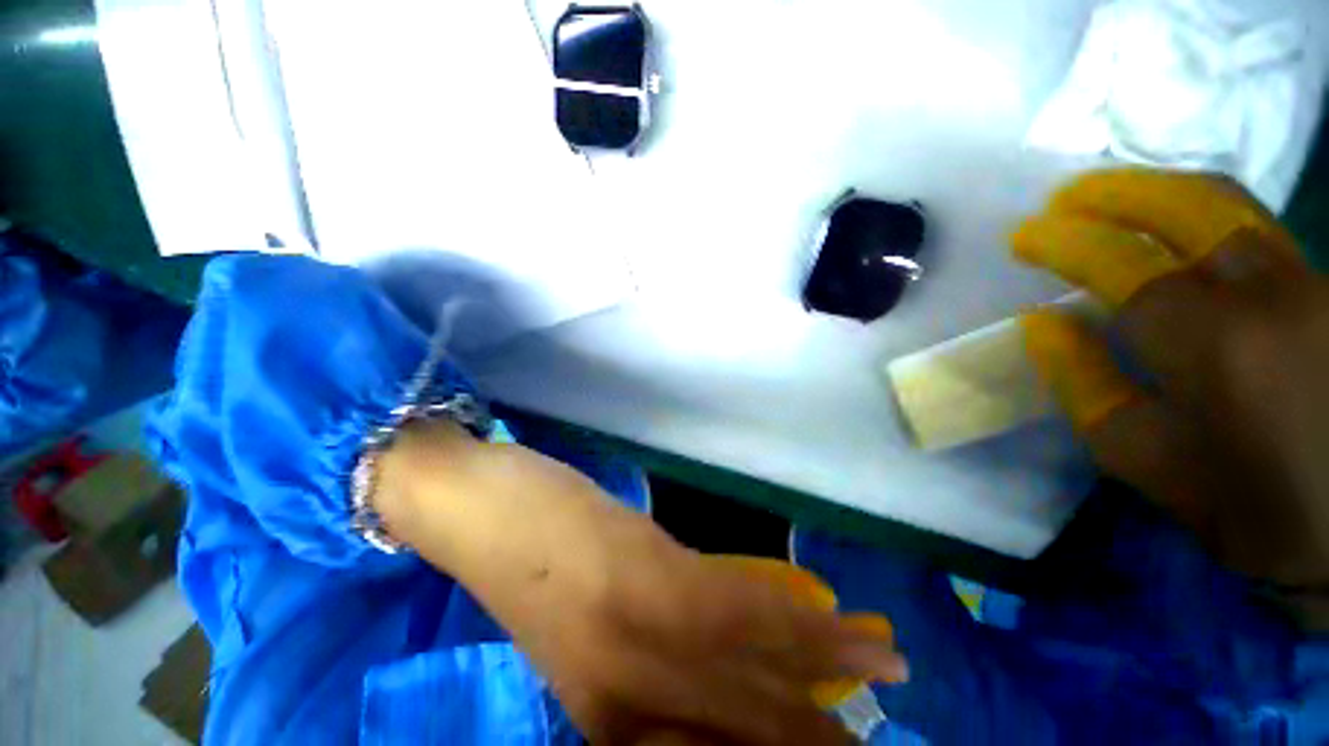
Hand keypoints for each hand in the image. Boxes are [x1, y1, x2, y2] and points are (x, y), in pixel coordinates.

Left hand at [376, 420, 906, 743]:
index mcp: (604, 714)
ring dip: (826, 679)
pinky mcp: (645, 579)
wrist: (470, 506)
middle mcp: (628, 697)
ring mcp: (636, 638)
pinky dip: (795, 624)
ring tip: (886, 671)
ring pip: (752, 677)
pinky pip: (738, 614)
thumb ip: (651, 633)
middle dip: (818, 739)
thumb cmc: (521, 551)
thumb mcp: (589, 612)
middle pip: (747, 733)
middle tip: (879, 738)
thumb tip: (724, 644)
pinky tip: (834, 620)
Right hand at [1013, 167, 1328, 626]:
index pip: (1124, 265)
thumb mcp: (1147, 461)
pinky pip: (1255, 229)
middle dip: (1116, 191)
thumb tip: (1044, 322)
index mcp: (1216, 346)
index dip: (1066, 243)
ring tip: (1112, 196)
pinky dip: (1203, 214)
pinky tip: (1173, 223)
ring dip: (1160, 192)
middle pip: (1189, 205)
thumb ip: (1086, 386)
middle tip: (1065, 196)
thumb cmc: (1248, 509)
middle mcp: (1271, 293)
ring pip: (1229, 206)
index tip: (1024, 236)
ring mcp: (1312, 283)